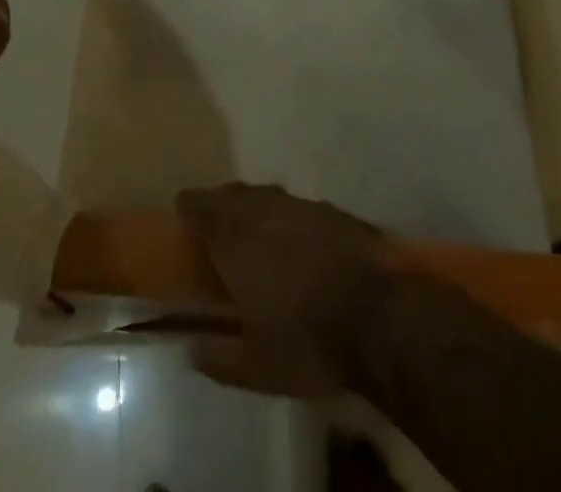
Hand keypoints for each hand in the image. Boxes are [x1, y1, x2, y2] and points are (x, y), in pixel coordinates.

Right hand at [177, 183, 386, 398]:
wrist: (379, 315)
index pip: (202, 206)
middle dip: (220, 203)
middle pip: (234, 194)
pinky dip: (289, 218)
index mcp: (236, 237)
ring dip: (255, 206)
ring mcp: (303, 206)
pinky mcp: (334, 212)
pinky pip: (299, 207)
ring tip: (253, 227)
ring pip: (268, 195)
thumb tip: (192, 350)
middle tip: (214, 220)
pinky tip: (296, 239)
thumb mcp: (256, 367)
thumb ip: (219, 358)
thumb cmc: (307, 340)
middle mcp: (265, 209)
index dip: (190, 206)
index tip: (181, 210)